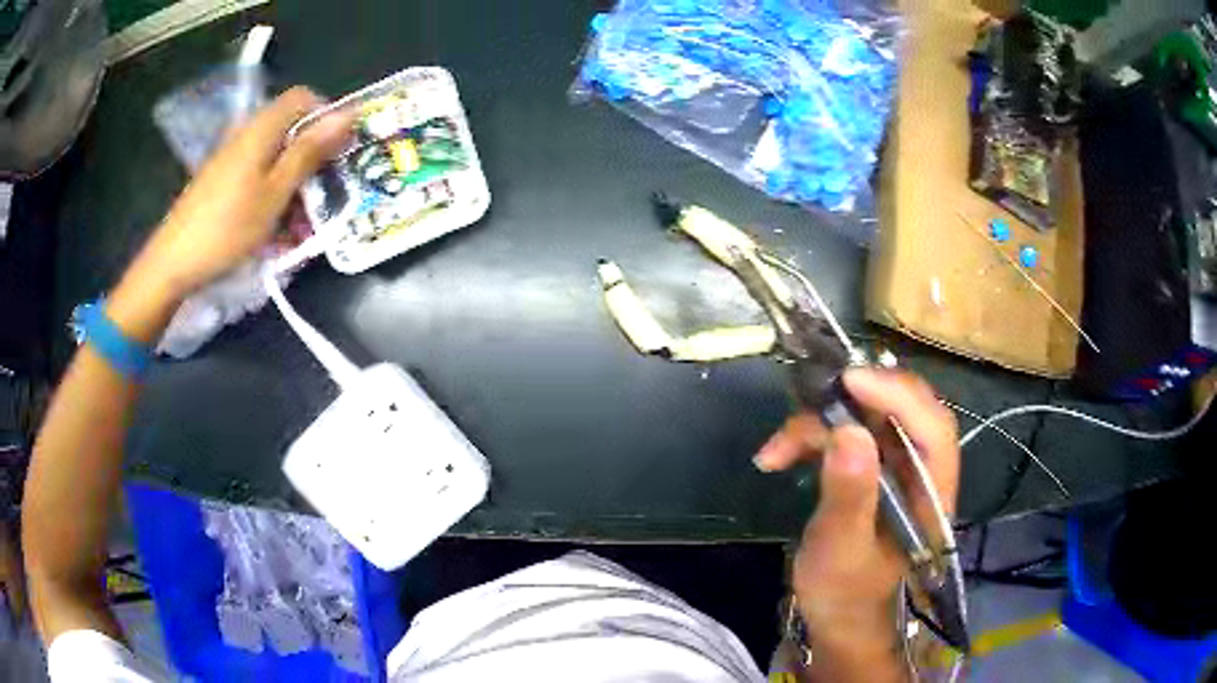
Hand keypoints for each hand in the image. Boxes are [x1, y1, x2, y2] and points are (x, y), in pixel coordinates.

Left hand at [108, 87, 354, 341]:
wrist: (173, 263)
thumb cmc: (228, 228)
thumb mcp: (275, 192)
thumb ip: (309, 151)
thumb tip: (349, 113)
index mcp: (260, 129)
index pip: (302, 98)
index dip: (325, 115)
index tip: (337, 149)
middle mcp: (245, 134)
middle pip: (289, 127)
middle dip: (310, 156)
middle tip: (322, 193)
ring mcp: (230, 158)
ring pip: (273, 155)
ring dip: (292, 180)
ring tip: (298, 221)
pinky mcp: (221, 180)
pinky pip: (256, 174)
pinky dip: (271, 192)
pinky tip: (271, 225)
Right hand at [754, 368, 958, 678]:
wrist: (838, 618)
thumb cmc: (844, 593)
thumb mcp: (841, 549)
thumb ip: (849, 495)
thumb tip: (850, 432)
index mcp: (933, 492)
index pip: (933, 427)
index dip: (898, 395)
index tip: (850, 382)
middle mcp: (923, 470)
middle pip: (904, 409)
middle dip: (857, 399)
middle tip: (812, 398)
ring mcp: (898, 467)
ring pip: (870, 416)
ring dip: (822, 421)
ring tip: (779, 447)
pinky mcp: (872, 469)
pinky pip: (848, 433)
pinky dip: (813, 436)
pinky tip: (779, 454)